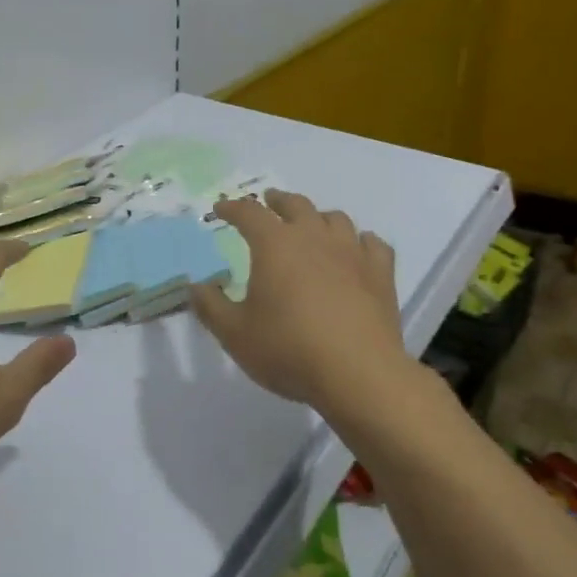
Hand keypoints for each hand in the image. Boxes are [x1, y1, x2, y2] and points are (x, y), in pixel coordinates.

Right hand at [189, 191, 413, 416]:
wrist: (358, 374)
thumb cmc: (288, 349)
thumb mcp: (234, 334)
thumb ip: (211, 306)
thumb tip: (196, 286)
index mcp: (274, 245)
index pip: (249, 213)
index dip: (232, 208)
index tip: (221, 209)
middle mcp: (313, 237)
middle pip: (295, 205)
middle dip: (278, 201)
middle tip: (269, 202)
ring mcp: (351, 253)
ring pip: (335, 219)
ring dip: (318, 217)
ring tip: (312, 225)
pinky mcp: (380, 274)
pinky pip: (373, 244)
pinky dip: (360, 241)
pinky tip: (357, 250)